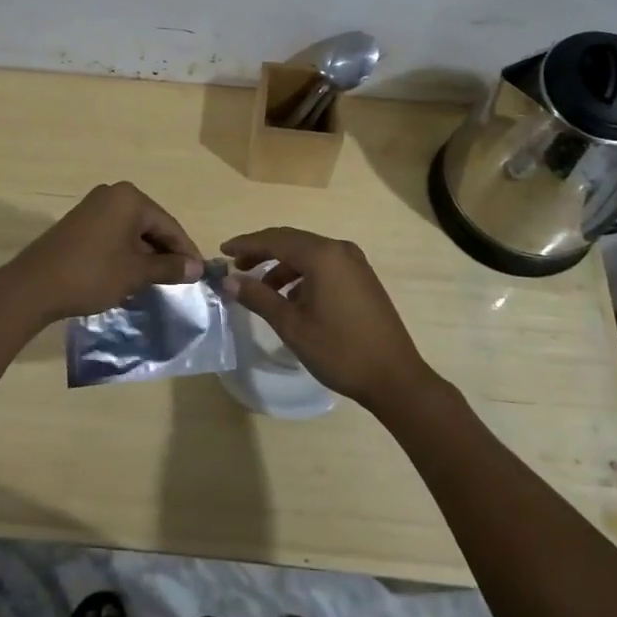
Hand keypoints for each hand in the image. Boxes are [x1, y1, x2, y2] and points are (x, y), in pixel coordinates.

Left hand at [0, 182, 203, 327]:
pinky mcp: (79, 223)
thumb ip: (168, 267)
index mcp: (130, 198)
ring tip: (158, 281)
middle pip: (150, 225)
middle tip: (180, 280)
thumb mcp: (136, 273)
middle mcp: (112, 194)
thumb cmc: (92, 274)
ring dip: (146, 255)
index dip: (185, 251)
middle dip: (165, 252)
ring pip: (132, 231)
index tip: (199, 275)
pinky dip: (126, 253)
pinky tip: (131, 275)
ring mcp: (93, 207)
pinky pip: (114, 235)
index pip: (169, 224)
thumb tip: (196, 268)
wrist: (34, 286)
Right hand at [219, 227, 438, 413]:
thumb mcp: (292, 325)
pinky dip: (303, 275)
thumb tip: (229, 280)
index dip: (246, 244)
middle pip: (292, 241)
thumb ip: (258, 297)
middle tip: (237, 267)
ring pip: (308, 254)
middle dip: (262, 252)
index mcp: (322, 255)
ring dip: (282, 266)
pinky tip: (292, 299)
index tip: (222, 252)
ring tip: (261, 289)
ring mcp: (355, 262)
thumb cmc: (339, 350)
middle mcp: (339, 250)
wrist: (394, 377)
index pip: (275, 239)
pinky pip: (324, 265)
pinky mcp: (362, 278)